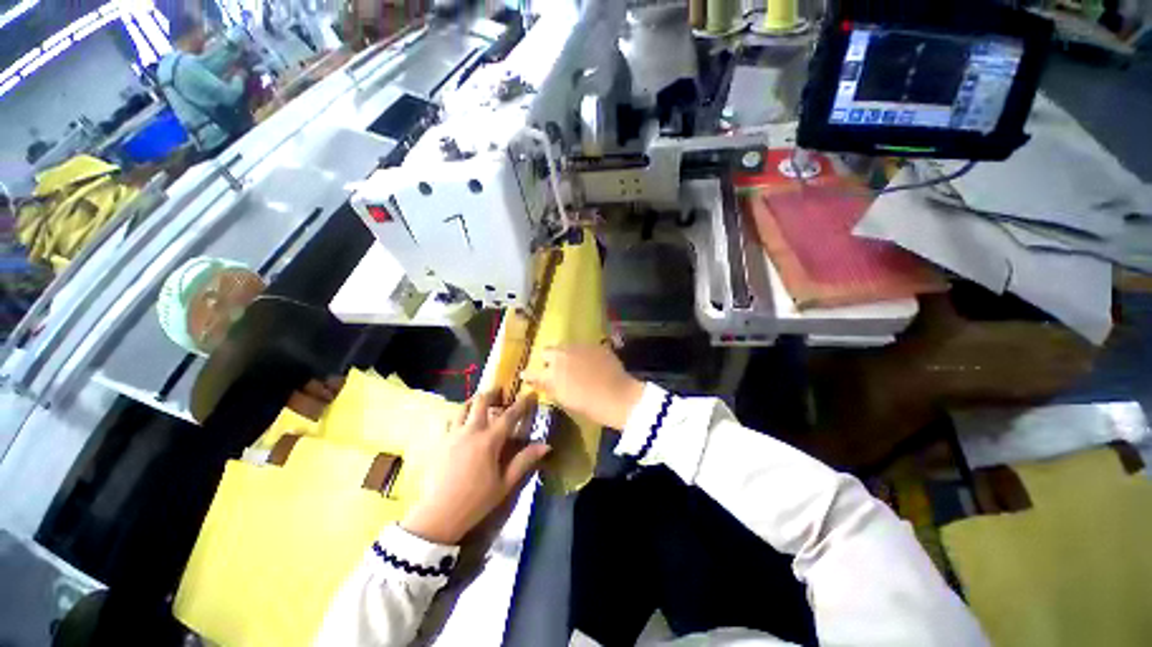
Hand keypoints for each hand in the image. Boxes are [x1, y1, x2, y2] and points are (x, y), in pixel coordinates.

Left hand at [401, 391, 548, 544]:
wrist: (438, 516)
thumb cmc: (476, 501)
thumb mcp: (505, 483)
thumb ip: (524, 461)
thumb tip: (546, 445)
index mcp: (489, 440)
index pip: (510, 415)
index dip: (522, 403)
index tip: (531, 393)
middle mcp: (470, 431)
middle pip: (481, 402)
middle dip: (492, 393)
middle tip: (500, 391)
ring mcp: (452, 435)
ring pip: (462, 407)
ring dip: (474, 401)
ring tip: (480, 402)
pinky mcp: (439, 442)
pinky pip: (449, 421)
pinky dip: (458, 416)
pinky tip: (461, 423)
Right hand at [521, 344, 643, 430]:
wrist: (618, 396)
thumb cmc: (589, 405)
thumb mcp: (564, 400)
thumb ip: (548, 387)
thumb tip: (536, 380)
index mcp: (551, 374)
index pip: (532, 372)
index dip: (529, 375)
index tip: (527, 376)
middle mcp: (561, 355)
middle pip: (547, 351)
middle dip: (549, 359)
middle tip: (557, 369)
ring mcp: (579, 347)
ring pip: (565, 346)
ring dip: (566, 354)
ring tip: (575, 364)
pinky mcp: (594, 345)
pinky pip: (583, 347)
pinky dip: (583, 354)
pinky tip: (591, 363)